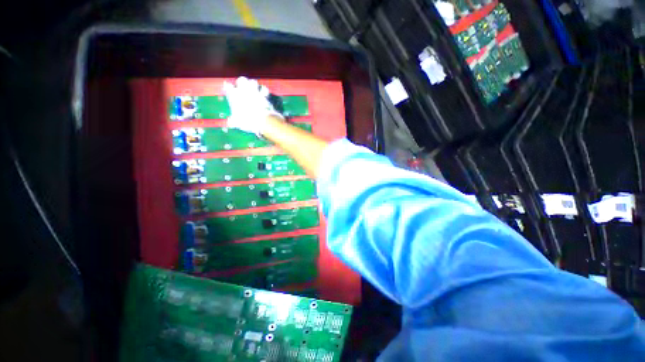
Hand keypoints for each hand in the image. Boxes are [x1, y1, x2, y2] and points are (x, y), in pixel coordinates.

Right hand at [222, 77, 282, 134]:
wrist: (263, 121)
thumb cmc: (248, 122)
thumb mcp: (238, 123)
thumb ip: (233, 120)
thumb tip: (230, 122)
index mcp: (234, 95)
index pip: (228, 86)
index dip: (229, 88)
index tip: (230, 92)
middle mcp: (244, 91)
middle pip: (242, 79)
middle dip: (242, 83)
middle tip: (244, 89)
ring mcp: (255, 91)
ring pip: (253, 82)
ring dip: (253, 85)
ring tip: (254, 90)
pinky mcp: (264, 95)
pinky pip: (264, 89)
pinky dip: (264, 91)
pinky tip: (264, 94)